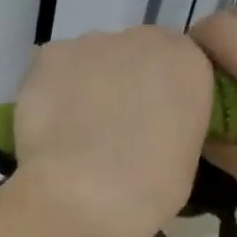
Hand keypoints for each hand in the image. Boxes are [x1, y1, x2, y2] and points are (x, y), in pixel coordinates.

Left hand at [10, 26, 213, 236]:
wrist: (81, 197)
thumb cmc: (147, 190)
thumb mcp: (185, 157)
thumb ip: (174, 123)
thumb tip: (152, 126)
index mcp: (188, 62)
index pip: (178, 63)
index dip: (160, 91)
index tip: (150, 120)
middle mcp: (142, 39)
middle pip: (133, 54)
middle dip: (123, 82)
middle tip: (110, 126)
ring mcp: (90, 43)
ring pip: (90, 60)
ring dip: (86, 84)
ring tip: (73, 129)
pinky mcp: (48, 56)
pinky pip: (53, 69)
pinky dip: (51, 90)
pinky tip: (48, 123)